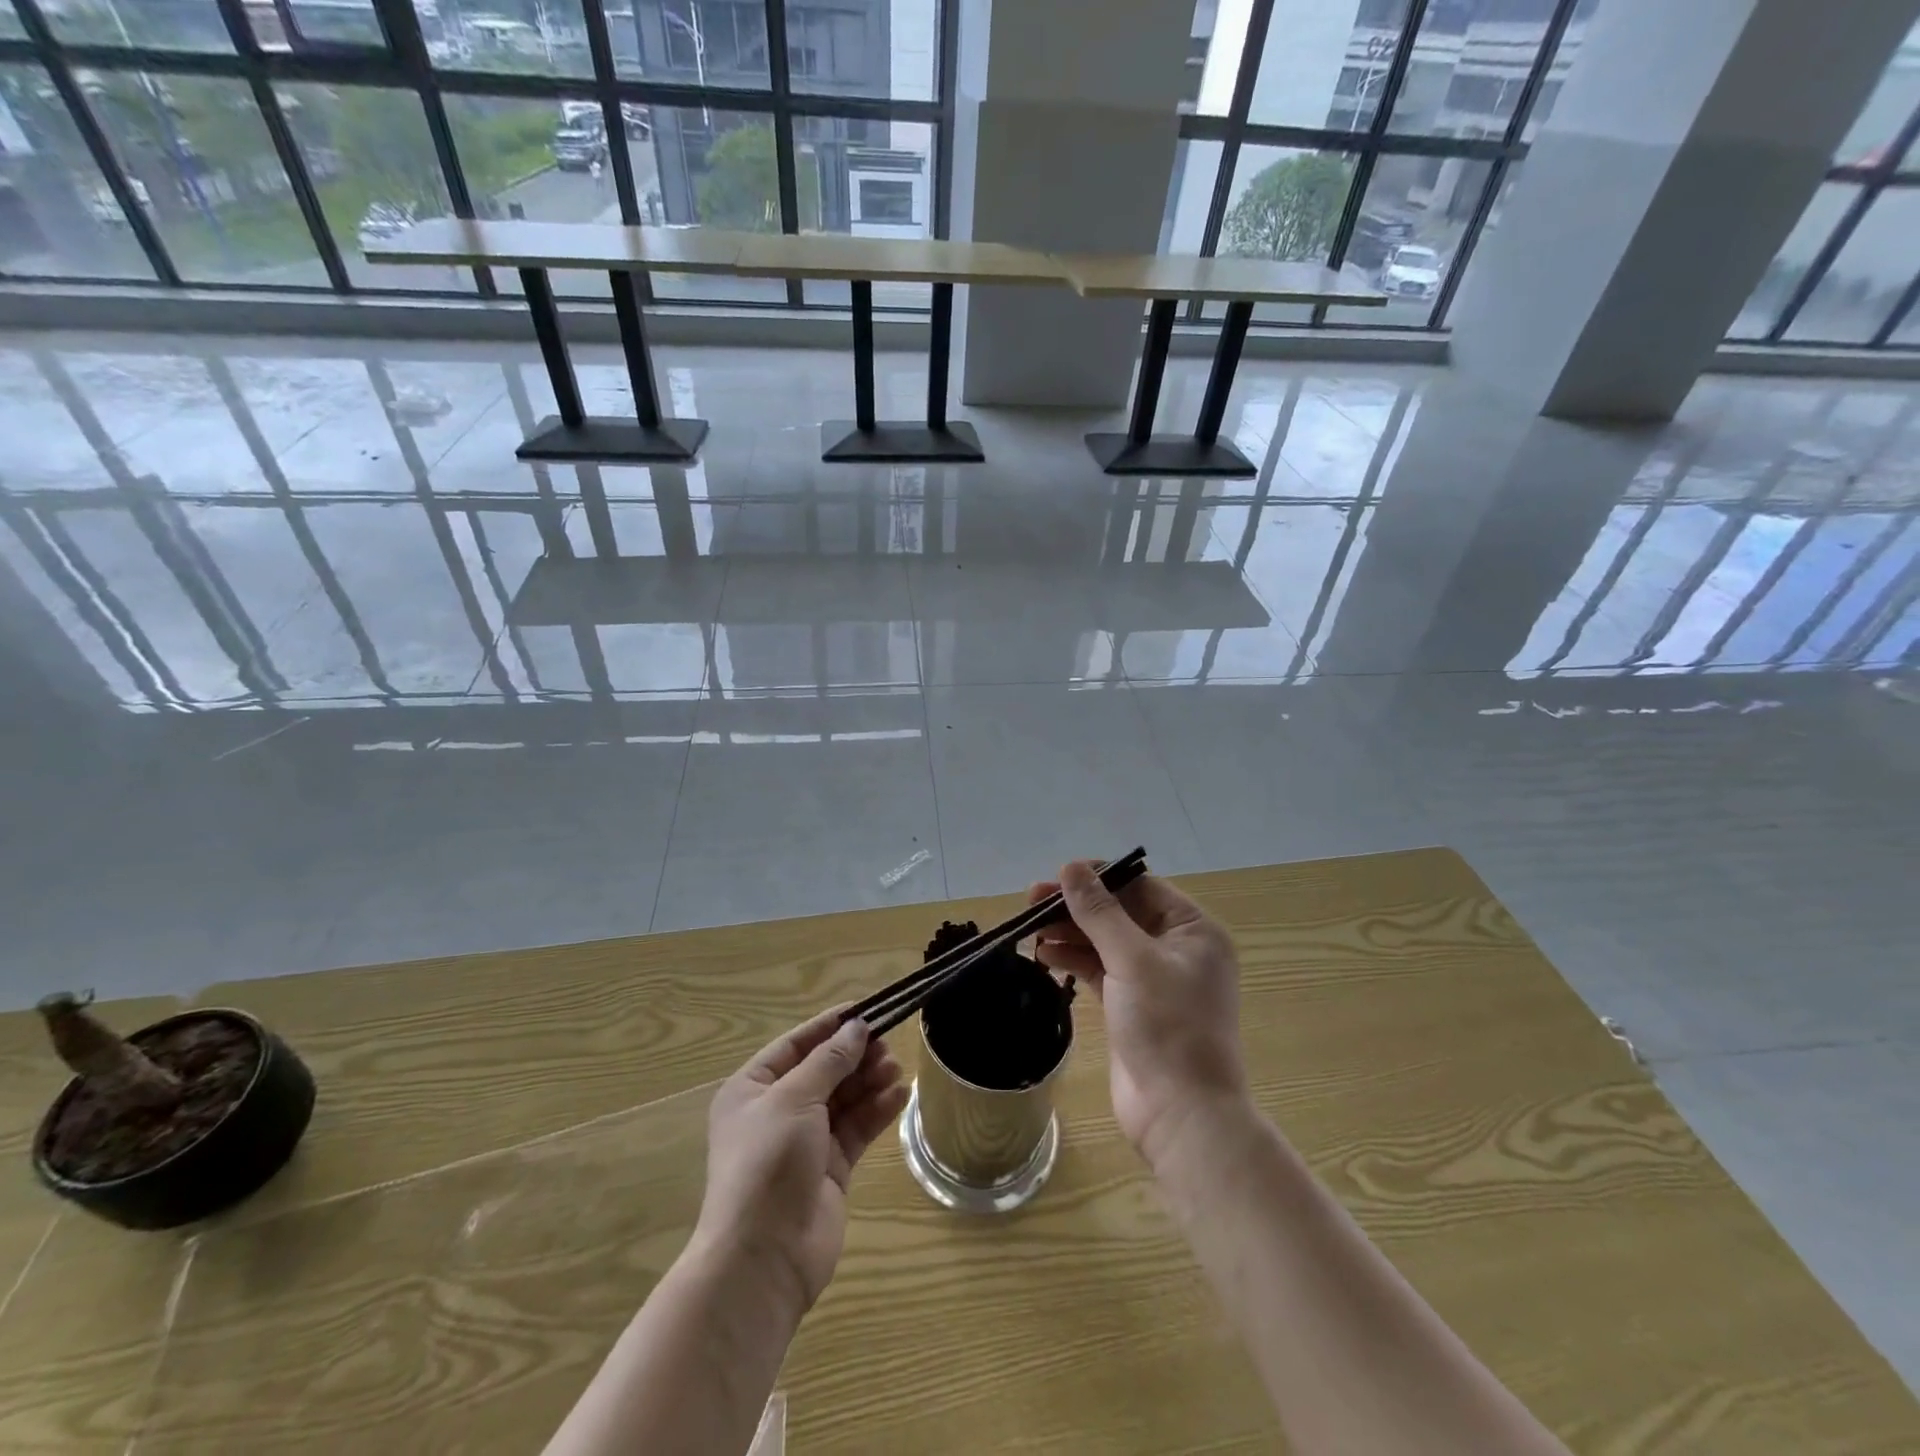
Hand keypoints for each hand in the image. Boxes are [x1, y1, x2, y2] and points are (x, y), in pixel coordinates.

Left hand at [694, 1009, 908, 1315]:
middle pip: (823, 1071)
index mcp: (752, 1090)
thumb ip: (829, 1060)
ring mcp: (804, 1142)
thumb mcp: (795, 1098)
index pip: (795, 1045)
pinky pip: (856, 1129)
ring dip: (869, 1080)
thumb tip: (857, 1027)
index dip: (829, 1026)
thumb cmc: (767, 1162)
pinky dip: (877, 1110)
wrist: (764, 1258)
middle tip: (888, 1042)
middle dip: (854, 1055)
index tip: (866, 1009)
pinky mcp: (830, 1169)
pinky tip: (900, 1094)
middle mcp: (776, 1112)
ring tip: (896, 1067)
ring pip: (843, 1099)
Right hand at [1029, 863, 1248, 1170]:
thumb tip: (1071, 867)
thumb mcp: (1132, 960)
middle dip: (1077, 906)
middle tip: (1031, 901)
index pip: (1140, 886)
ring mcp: (1154, 978)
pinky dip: (1074, 959)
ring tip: (1031, 928)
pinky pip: (1100, 969)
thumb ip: (1099, 912)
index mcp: (1193, 929)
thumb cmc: (1168, 1027)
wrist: (1182, 1115)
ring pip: (1106, 940)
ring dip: (1070, 932)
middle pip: (1120, 911)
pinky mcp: (1132, 1004)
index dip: (1098, 877)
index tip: (1056, 877)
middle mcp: (1177, 947)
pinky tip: (1044, 954)